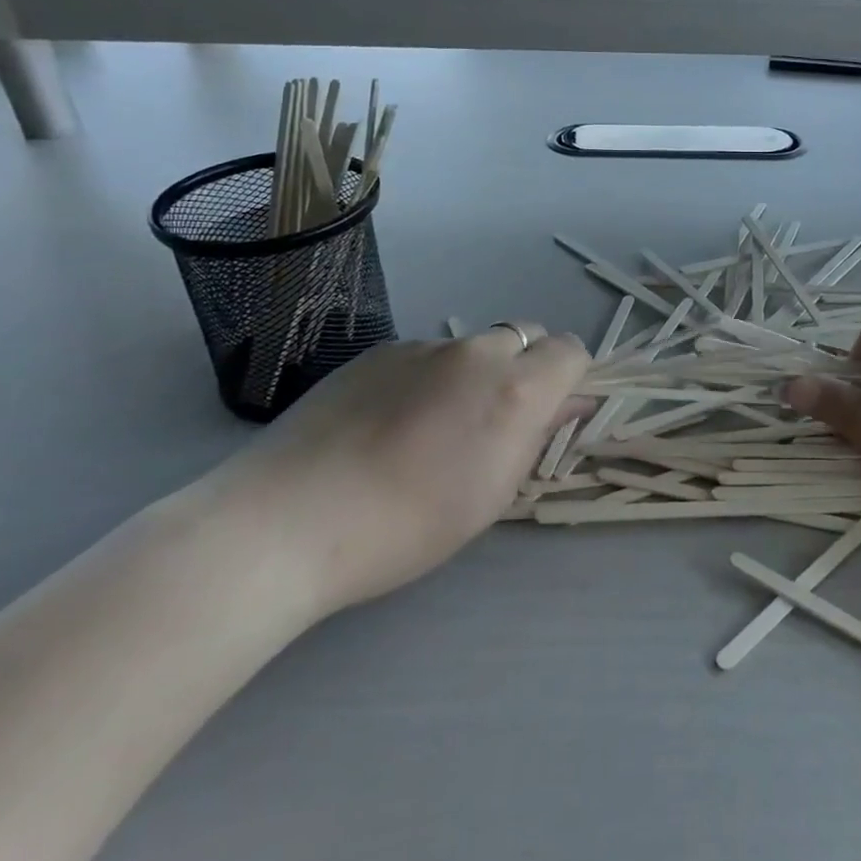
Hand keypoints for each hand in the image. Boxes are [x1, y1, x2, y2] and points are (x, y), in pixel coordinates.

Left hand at [213, 324, 588, 619]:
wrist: (290, 520)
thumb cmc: (409, 525)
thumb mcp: (493, 493)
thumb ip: (536, 436)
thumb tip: (565, 404)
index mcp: (515, 389)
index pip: (570, 350)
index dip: (568, 378)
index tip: (549, 413)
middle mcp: (475, 352)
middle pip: (524, 335)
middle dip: (526, 366)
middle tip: (496, 418)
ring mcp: (422, 345)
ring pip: (471, 346)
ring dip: (472, 373)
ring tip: (430, 428)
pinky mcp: (377, 350)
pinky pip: (423, 354)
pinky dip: (426, 377)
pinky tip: (386, 423)